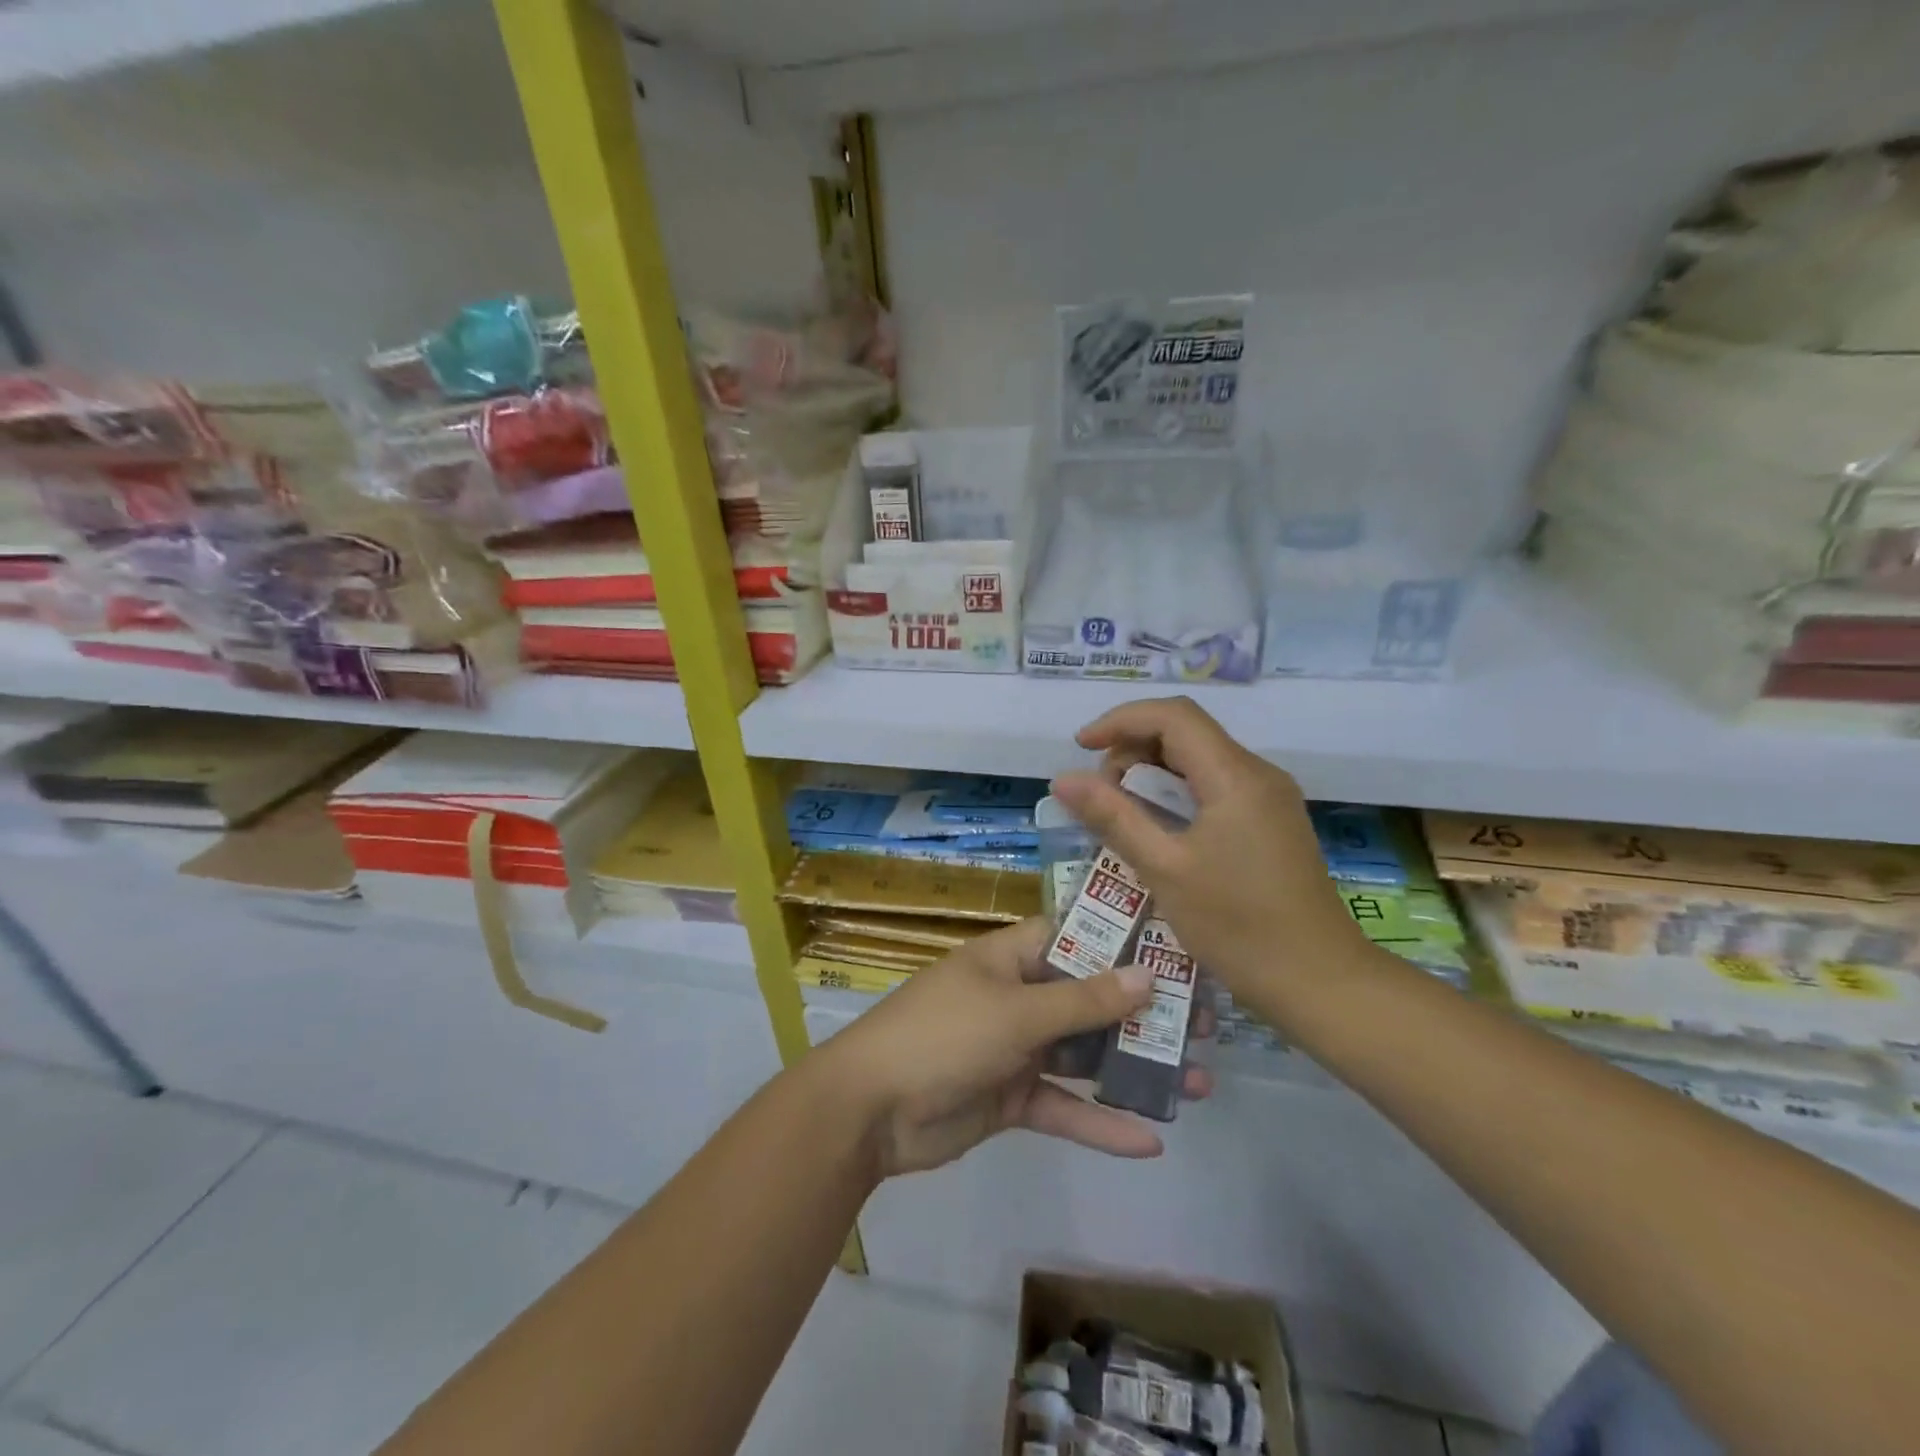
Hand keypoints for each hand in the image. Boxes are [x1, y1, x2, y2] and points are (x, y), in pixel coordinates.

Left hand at [821, 917, 1212, 1177]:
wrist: (869, 1111)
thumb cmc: (943, 1036)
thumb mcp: (1016, 1013)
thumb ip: (1083, 1001)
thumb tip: (1147, 974)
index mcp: (1011, 957)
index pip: (1075, 935)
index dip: (1123, 939)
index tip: (1179, 948)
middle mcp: (1017, 995)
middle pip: (1090, 998)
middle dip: (1142, 1012)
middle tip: (1204, 1024)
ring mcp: (1015, 1048)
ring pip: (1084, 1054)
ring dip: (1132, 1068)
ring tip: (1198, 1083)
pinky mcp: (1012, 1098)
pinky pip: (1063, 1105)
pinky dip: (1099, 1121)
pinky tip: (1150, 1140)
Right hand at [1050, 696, 1376, 1020]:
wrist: (1320, 982)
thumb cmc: (1238, 926)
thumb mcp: (1164, 869)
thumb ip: (1113, 816)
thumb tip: (1063, 778)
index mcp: (1235, 776)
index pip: (1173, 716)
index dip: (1120, 721)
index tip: (1080, 747)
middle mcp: (1257, 774)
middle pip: (1185, 733)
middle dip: (1133, 749)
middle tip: (1101, 795)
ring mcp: (1269, 798)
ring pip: (1199, 759)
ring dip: (1153, 773)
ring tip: (1121, 813)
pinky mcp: (1271, 821)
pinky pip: (1215, 786)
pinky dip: (1176, 793)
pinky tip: (1157, 829)